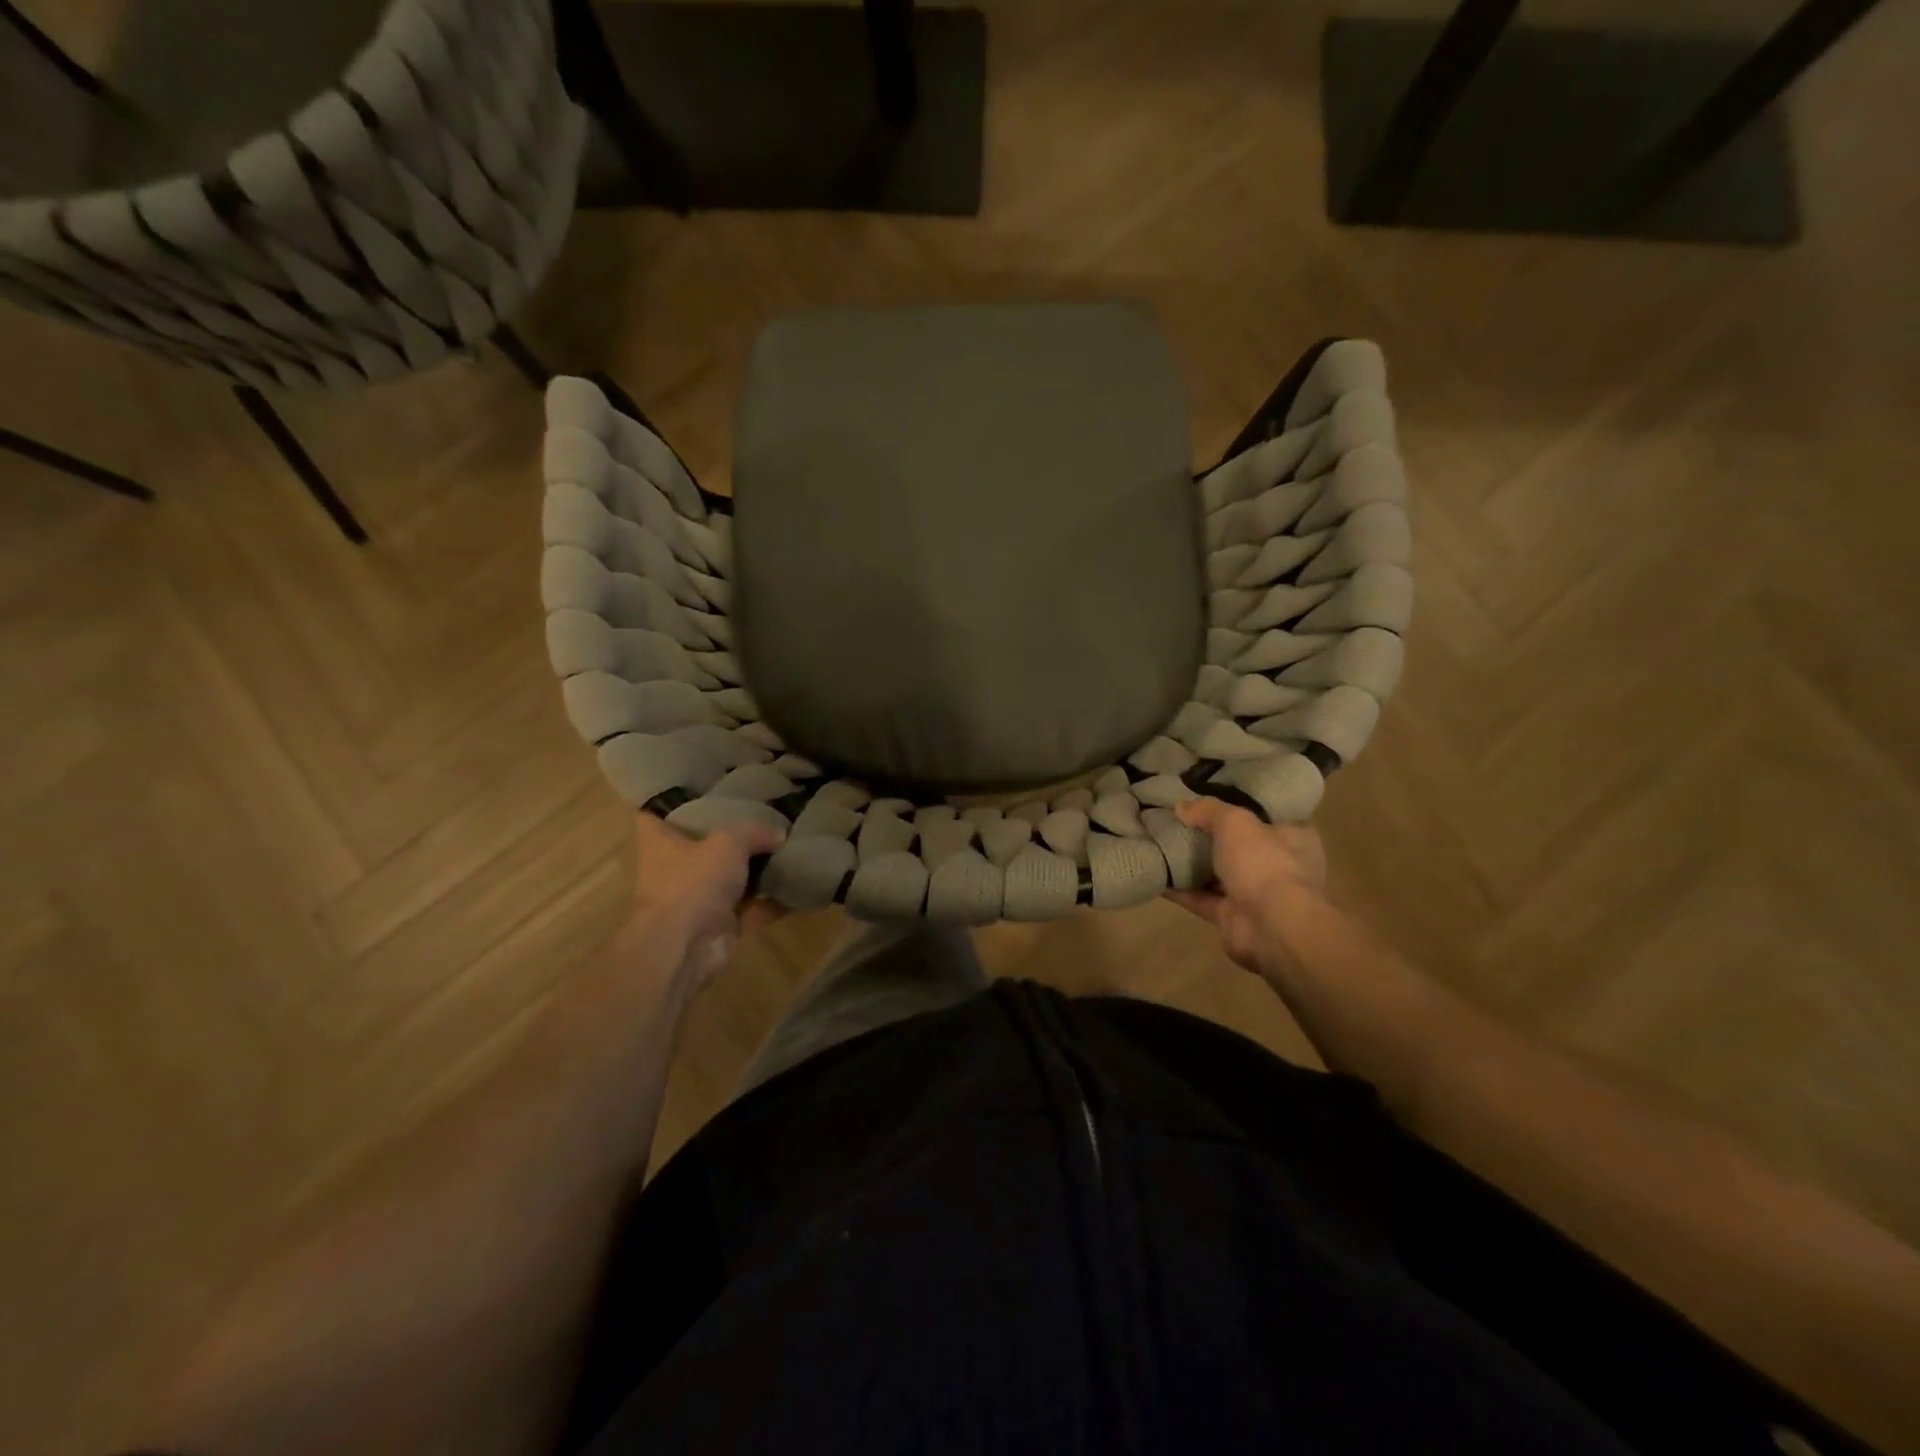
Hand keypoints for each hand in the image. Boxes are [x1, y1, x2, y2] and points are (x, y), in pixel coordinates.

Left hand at [629, 813, 786, 990]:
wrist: (684, 947)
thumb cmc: (692, 882)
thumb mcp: (728, 842)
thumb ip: (755, 832)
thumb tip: (780, 834)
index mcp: (660, 841)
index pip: (658, 812)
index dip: (676, 799)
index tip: (703, 787)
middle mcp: (674, 868)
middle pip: (702, 844)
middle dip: (730, 835)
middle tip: (763, 814)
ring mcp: (695, 898)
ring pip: (730, 877)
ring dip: (756, 870)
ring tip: (789, 846)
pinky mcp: (718, 925)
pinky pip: (751, 908)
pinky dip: (772, 902)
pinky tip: (800, 886)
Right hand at [1166, 798, 1326, 974]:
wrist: (1271, 927)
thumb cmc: (1264, 864)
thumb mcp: (1235, 822)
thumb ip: (1208, 810)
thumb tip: (1181, 806)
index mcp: (1294, 838)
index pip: (1269, 816)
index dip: (1243, 804)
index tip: (1214, 795)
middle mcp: (1278, 866)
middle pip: (1240, 845)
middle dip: (1212, 836)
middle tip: (1179, 818)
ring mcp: (1256, 894)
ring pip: (1219, 873)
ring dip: (1193, 863)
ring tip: (1161, 843)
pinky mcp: (1233, 917)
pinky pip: (1201, 898)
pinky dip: (1180, 889)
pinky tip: (1156, 874)